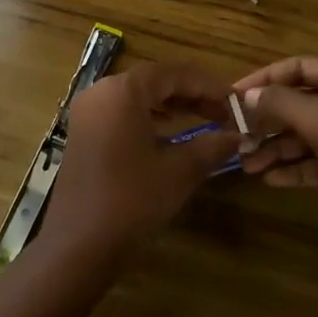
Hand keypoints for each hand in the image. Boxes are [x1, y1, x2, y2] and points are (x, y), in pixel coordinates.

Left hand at [39, 61, 237, 264]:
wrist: (80, 243)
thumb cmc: (132, 199)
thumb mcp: (179, 171)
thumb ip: (211, 146)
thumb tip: (238, 136)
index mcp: (123, 90)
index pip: (174, 73)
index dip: (208, 85)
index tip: (235, 100)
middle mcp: (101, 92)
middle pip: (154, 81)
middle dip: (191, 94)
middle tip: (224, 112)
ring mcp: (88, 112)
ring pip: (138, 96)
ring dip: (172, 105)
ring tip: (204, 119)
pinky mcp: (83, 132)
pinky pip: (122, 112)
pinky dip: (149, 117)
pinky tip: (170, 133)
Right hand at [232, 57, 317, 228]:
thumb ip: (282, 103)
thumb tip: (248, 95)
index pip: (302, 67)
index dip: (266, 78)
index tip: (235, 94)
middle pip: (301, 102)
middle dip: (268, 120)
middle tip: (237, 133)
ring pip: (306, 134)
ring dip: (276, 147)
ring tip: (246, 162)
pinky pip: (316, 160)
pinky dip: (293, 167)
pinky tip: (268, 178)